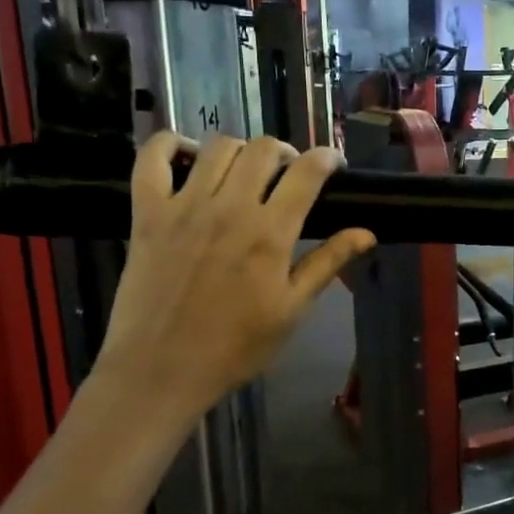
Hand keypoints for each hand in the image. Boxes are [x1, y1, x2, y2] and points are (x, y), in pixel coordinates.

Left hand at [94, 133, 375, 416]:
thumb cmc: (235, 347)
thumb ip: (328, 263)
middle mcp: (229, 208)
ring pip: (217, 147)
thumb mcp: (292, 310)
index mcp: (270, 233)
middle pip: (263, 149)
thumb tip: (367, 233)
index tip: (333, 164)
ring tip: (245, 171)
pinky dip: (169, 144)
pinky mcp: (147, 213)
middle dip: (285, 152)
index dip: (326, 158)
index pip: (306, 173)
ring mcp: (183, 206)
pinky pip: (152, 158)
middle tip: (288, 174)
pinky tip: (187, 156)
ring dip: (241, 150)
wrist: (161, 370)